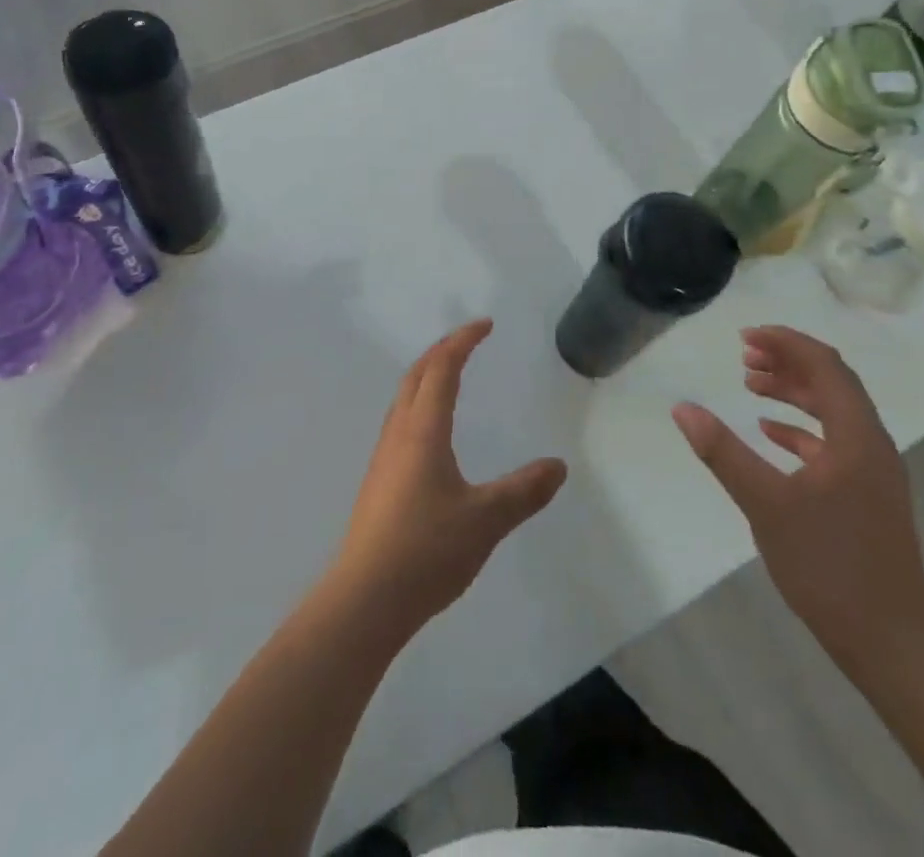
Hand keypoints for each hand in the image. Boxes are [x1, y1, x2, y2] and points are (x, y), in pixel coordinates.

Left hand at [331, 320, 567, 640]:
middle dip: (442, 350)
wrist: (366, 597)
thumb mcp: (486, 519)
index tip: (485, 325)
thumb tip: (557, 466)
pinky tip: (430, 434)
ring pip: (403, 398)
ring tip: (450, 377)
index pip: (442, 368)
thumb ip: (523, 491)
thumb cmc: (427, 549)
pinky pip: (400, 422)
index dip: (463, 341)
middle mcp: (399, 433)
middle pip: (416, 375)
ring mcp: (384, 457)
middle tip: (468, 341)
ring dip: (426, 376)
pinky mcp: (378, 481)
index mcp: (423, 430)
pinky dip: (418, 404)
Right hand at [672, 326, 923, 672]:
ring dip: (793, 391)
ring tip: (751, 384)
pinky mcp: (866, 496)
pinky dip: (800, 427)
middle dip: (788, 361)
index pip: (826, 366)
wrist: (892, 644)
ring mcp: (873, 473)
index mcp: (857, 437)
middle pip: (832, 383)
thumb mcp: (765, 504)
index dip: (786, 343)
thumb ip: (723, 452)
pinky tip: (769, 432)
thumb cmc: (829, 566)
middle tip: (743, 355)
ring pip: (833, 411)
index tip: (745, 336)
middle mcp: (872, 445)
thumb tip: (682, 408)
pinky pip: (833, 441)